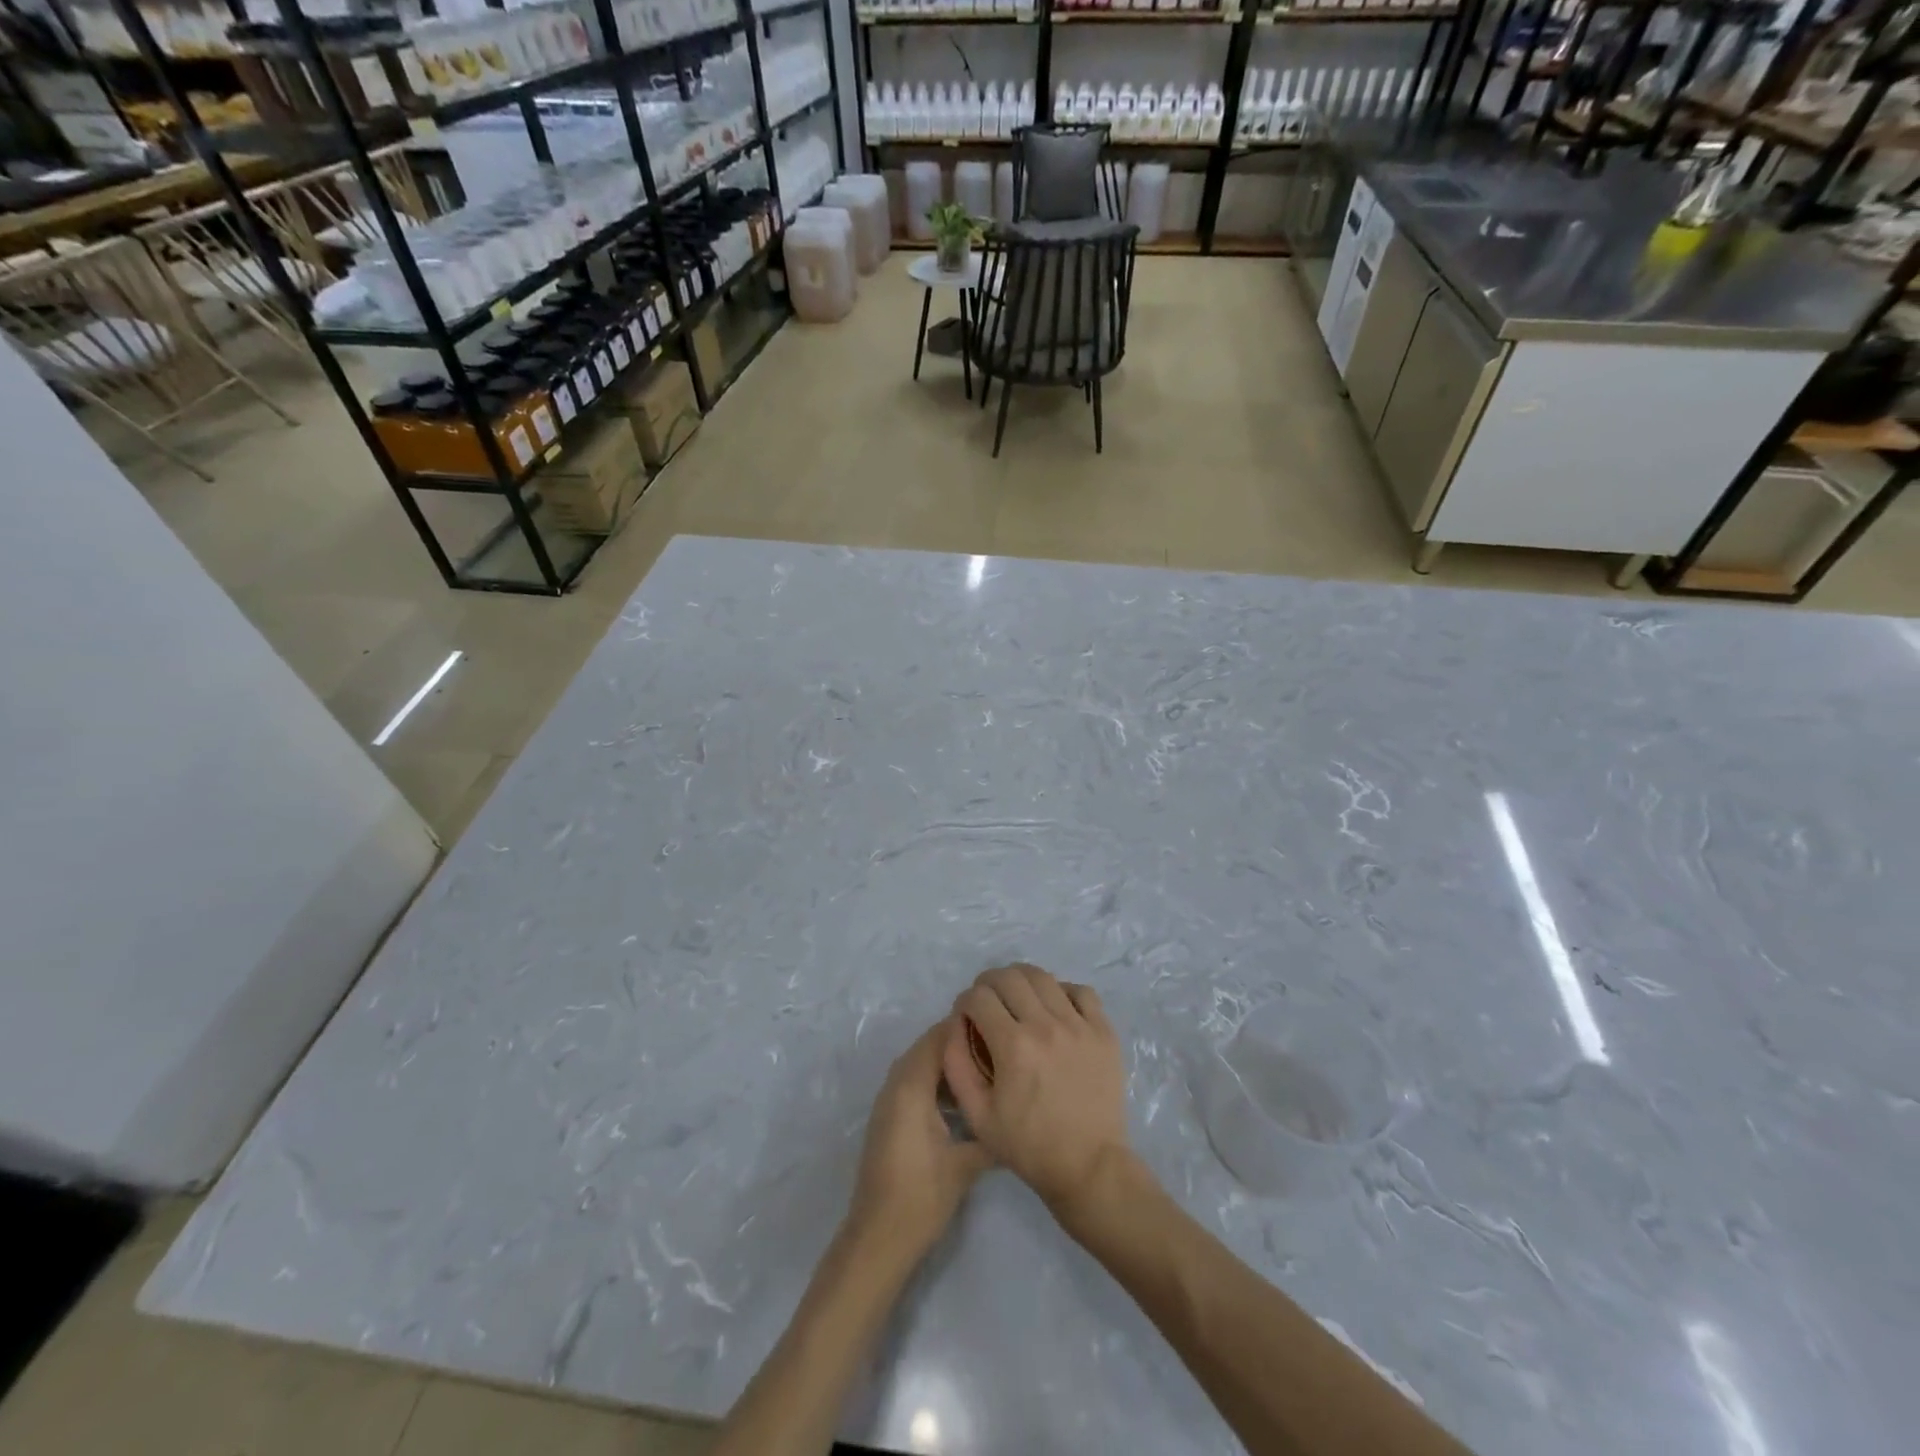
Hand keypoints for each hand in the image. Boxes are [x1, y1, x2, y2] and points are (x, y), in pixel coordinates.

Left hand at [847, 1020, 992, 1261]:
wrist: (877, 1239)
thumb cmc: (921, 1198)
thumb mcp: (966, 1164)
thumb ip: (992, 1132)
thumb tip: (1020, 1113)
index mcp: (911, 1085)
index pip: (942, 1036)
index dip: (971, 1027)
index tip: (1003, 1027)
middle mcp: (896, 1083)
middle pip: (932, 1045)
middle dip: (964, 1041)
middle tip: (1002, 1044)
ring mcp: (890, 1099)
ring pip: (923, 1063)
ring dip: (951, 1061)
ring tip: (991, 1066)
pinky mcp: (891, 1116)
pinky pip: (916, 1081)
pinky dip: (939, 1079)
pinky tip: (967, 1096)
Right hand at [943, 964, 1129, 1223]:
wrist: (1090, 1167)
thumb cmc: (1029, 1147)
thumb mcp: (978, 1115)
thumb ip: (957, 1064)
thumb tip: (955, 1024)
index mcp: (1013, 1046)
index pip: (979, 997)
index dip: (965, 1001)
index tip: (966, 1015)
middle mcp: (1045, 1025)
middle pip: (1009, 977)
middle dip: (989, 983)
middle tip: (987, 1002)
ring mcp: (1079, 1025)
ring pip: (1043, 977)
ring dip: (1022, 980)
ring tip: (1017, 997)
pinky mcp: (1104, 1032)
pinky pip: (1081, 991)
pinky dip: (1062, 991)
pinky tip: (1055, 1007)